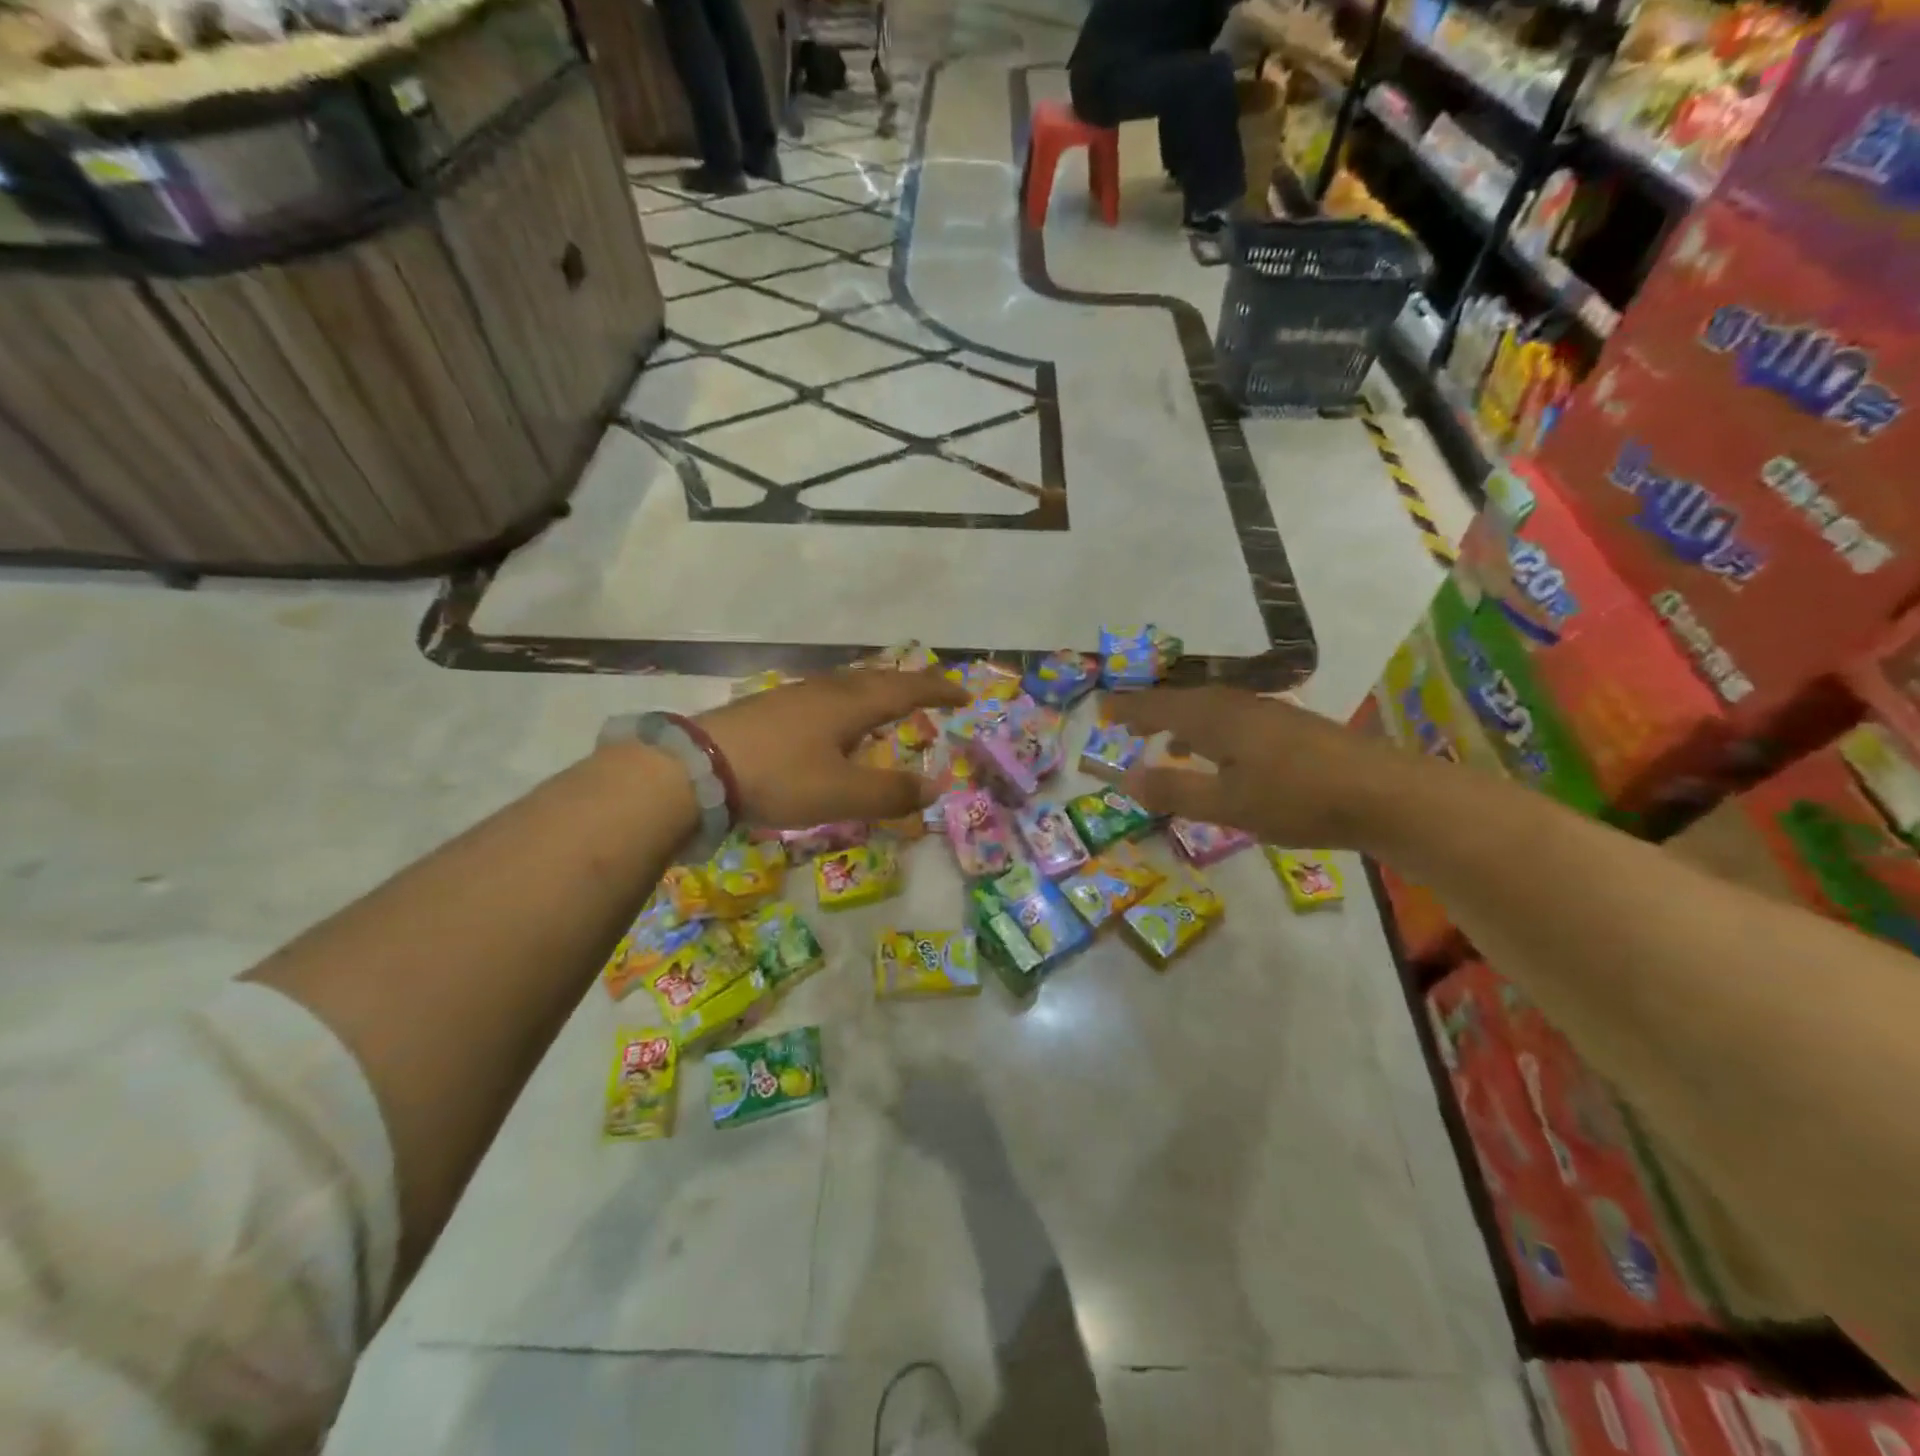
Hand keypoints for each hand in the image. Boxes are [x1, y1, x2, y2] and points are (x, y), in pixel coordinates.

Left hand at [693, 670, 967, 827]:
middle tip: (931, 693)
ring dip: (875, 691)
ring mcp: (794, 695)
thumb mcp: (843, 795)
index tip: (964, 695)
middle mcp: (826, 691)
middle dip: (909, 685)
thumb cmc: (780, 777)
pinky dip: (846, 703)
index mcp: (851, 704)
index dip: (938, 692)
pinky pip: (824, 697)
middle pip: (877, 679)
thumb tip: (936, 788)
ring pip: (847, 685)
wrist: (696, 767)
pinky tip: (832, 723)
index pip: (907, 691)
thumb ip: (891, 793)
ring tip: (886, 704)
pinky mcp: (768, 708)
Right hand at [1103, 687, 1400, 847]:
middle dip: (1150, 711)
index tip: (1100, 710)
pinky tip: (1218, 755)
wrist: (1383, 793)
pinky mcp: (1288, 728)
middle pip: (1182, 700)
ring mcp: (1265, 713)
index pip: (1157, 706)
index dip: (1128, 709)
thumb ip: (1175, 791)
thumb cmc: (1296, 799)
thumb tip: (1124, 779)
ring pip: (1208, 709)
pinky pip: (1230, 720)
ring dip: (1179, 721)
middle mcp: (1235, 705)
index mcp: (1214, 718)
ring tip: (1161, 740)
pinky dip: (1208, 731)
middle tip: (1123, 722)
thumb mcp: (1227, 804)